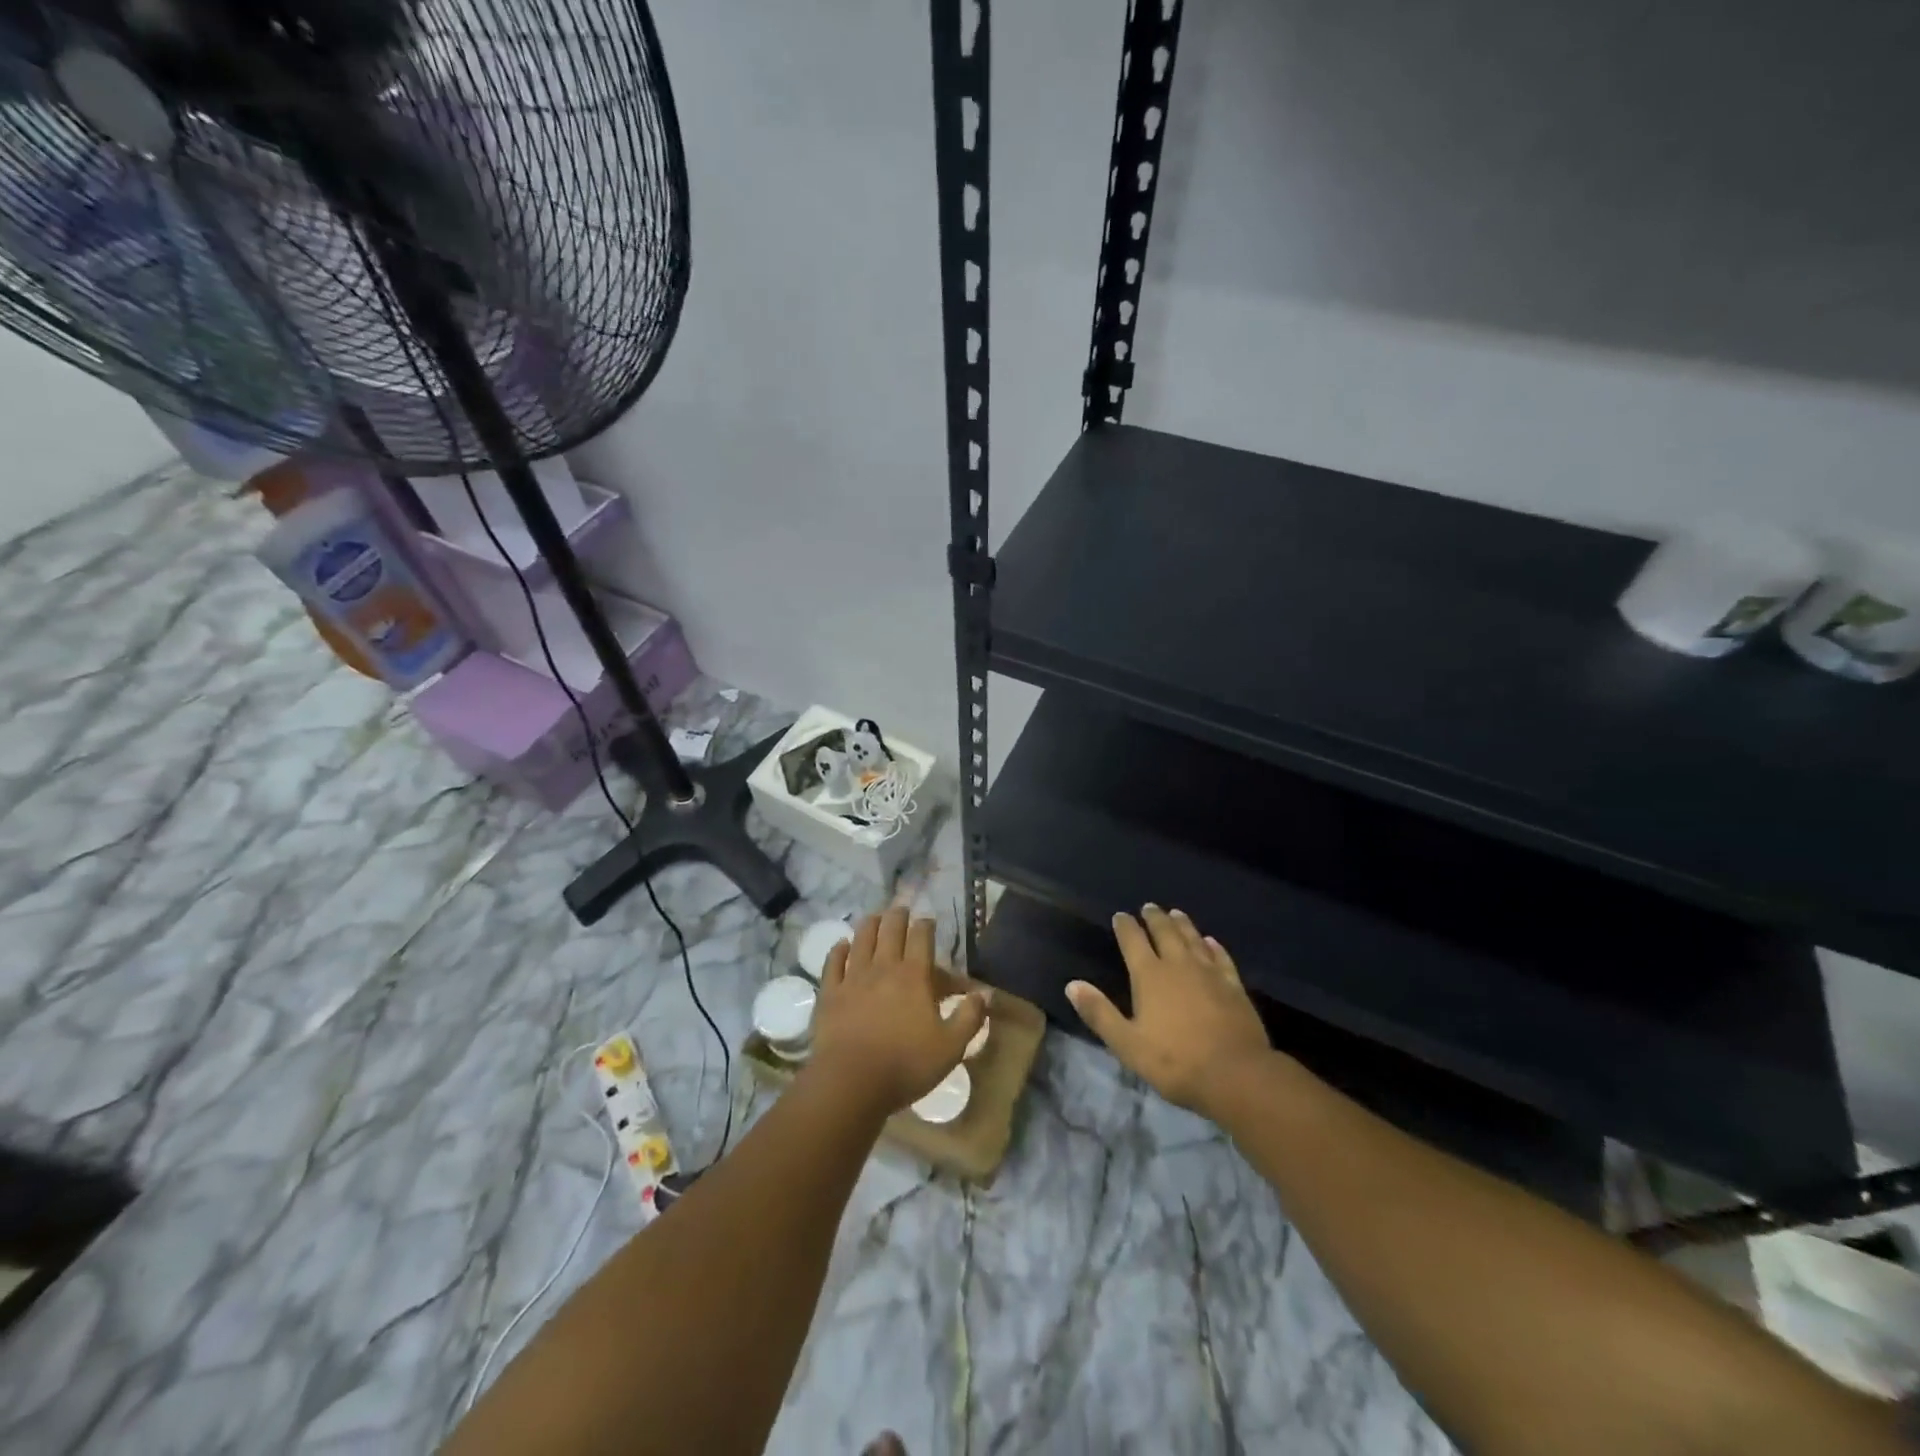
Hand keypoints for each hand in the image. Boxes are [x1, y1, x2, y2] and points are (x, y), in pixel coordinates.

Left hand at [809, 908, 986, 1114]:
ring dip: (869, 924)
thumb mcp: (950, 1047)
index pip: (921, 938)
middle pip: (890, 930)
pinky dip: (838, 950)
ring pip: (861, 939)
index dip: (925, 925)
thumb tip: (986, 993)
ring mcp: (853, 978)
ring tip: (874, 916)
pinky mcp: (830, 993)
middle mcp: (883, 967)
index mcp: (914, 976)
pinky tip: (842, 945)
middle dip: (897, 916)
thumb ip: (970, 1018)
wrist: (850, 1083)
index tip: (928, 920)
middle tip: (901, 910)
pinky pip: (833, 962)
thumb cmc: (906, 1065)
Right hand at [1067, 905, 1271, 1117]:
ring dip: (1182, 925)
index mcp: (1150, 976)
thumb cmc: (1175, 1062)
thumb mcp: (1127, 1043)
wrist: (1236, 1075)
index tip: (1120, 916)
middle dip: (1154, 918)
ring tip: (1175, 913)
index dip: (1125, 926)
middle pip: (1165, 932)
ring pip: (1193, 939)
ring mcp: (1209, 973)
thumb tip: (1072, 985)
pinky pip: (1221, 958)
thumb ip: (1099, 1013)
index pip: (1133, 941)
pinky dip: (1213, 946)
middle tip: (1149, 907)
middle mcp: (1179, 965)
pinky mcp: (1234, 986)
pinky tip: (1211, 942)